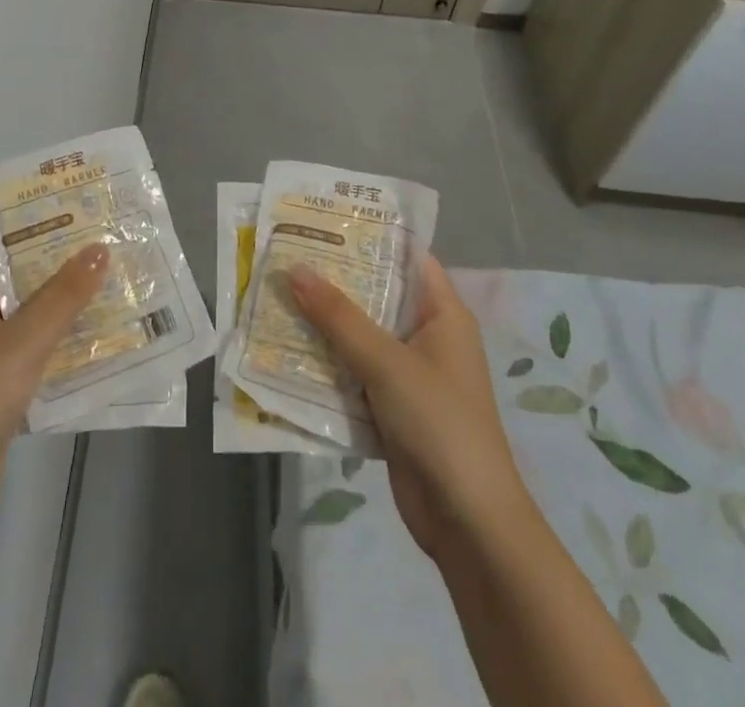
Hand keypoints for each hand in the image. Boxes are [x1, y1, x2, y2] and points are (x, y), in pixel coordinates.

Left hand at [0, 246, 109, 535]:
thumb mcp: (24, 342)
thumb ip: (63, 296)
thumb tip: (99, 248)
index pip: (16, 255)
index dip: (56, 240)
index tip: (100, 227)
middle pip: (28, 289)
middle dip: (71, 279)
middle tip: (121, 259)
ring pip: (36, 325)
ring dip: (72, 316)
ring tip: (123, 296)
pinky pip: (37, 359)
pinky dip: (64, 352)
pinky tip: (104, 346)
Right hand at [288, 254, 520, 561]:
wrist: (468, 524)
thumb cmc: (439, 424)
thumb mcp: (386, 363)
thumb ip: (338, 316)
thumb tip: (294, 268)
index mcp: (442, 313)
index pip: (405, 257)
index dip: (368, 236)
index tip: (321, 220)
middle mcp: (427, 336)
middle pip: (376, 295)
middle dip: (333, 281)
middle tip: (285, 256)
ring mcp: (409, 373)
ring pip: (360, 335)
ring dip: (324, 323)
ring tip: (276, 295)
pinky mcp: (392, 407)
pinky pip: (354, 372)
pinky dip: (327, 362)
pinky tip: (288, 350)